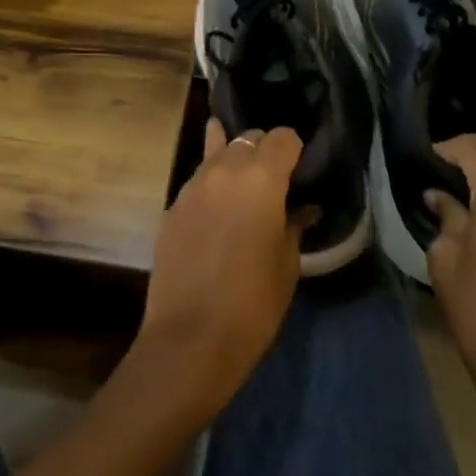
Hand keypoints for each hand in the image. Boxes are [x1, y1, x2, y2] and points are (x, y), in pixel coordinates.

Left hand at [135, 120, 304, 417]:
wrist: (190, 337)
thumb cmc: (253, 303)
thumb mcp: (287, 264)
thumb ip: (293, 225)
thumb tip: (302, 209)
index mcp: (262, 178)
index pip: (283, 137)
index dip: (294, 148)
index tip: (300, 168)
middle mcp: (225, 170)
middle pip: (249, 138)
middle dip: (264, 150)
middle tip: (275, 178)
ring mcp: (194, 185)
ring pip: (218, 151)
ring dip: (234, 160)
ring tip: (243, 180)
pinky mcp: (173, 205)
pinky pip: (198, 179)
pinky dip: (212, 183)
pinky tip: (217, 203)